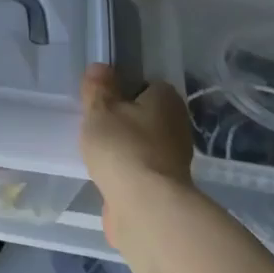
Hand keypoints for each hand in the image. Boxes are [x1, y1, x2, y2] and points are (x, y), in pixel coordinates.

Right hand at [79, 65, 194, 241]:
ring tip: (97, 153)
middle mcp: (177, 124)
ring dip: (126, 148)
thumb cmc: (122, 147)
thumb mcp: (100, 110)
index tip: (102, 101)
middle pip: (146, 115)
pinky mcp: (166, 185)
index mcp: (166, 99)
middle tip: (96, 126)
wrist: (145, 206)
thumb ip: (98, 88)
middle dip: (124, 121)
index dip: (123, 90)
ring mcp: (174, 157)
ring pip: (144, 143)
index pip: (146, 84)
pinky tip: (107, 176)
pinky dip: (128, 172)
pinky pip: (141, 169)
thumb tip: (100, 67)